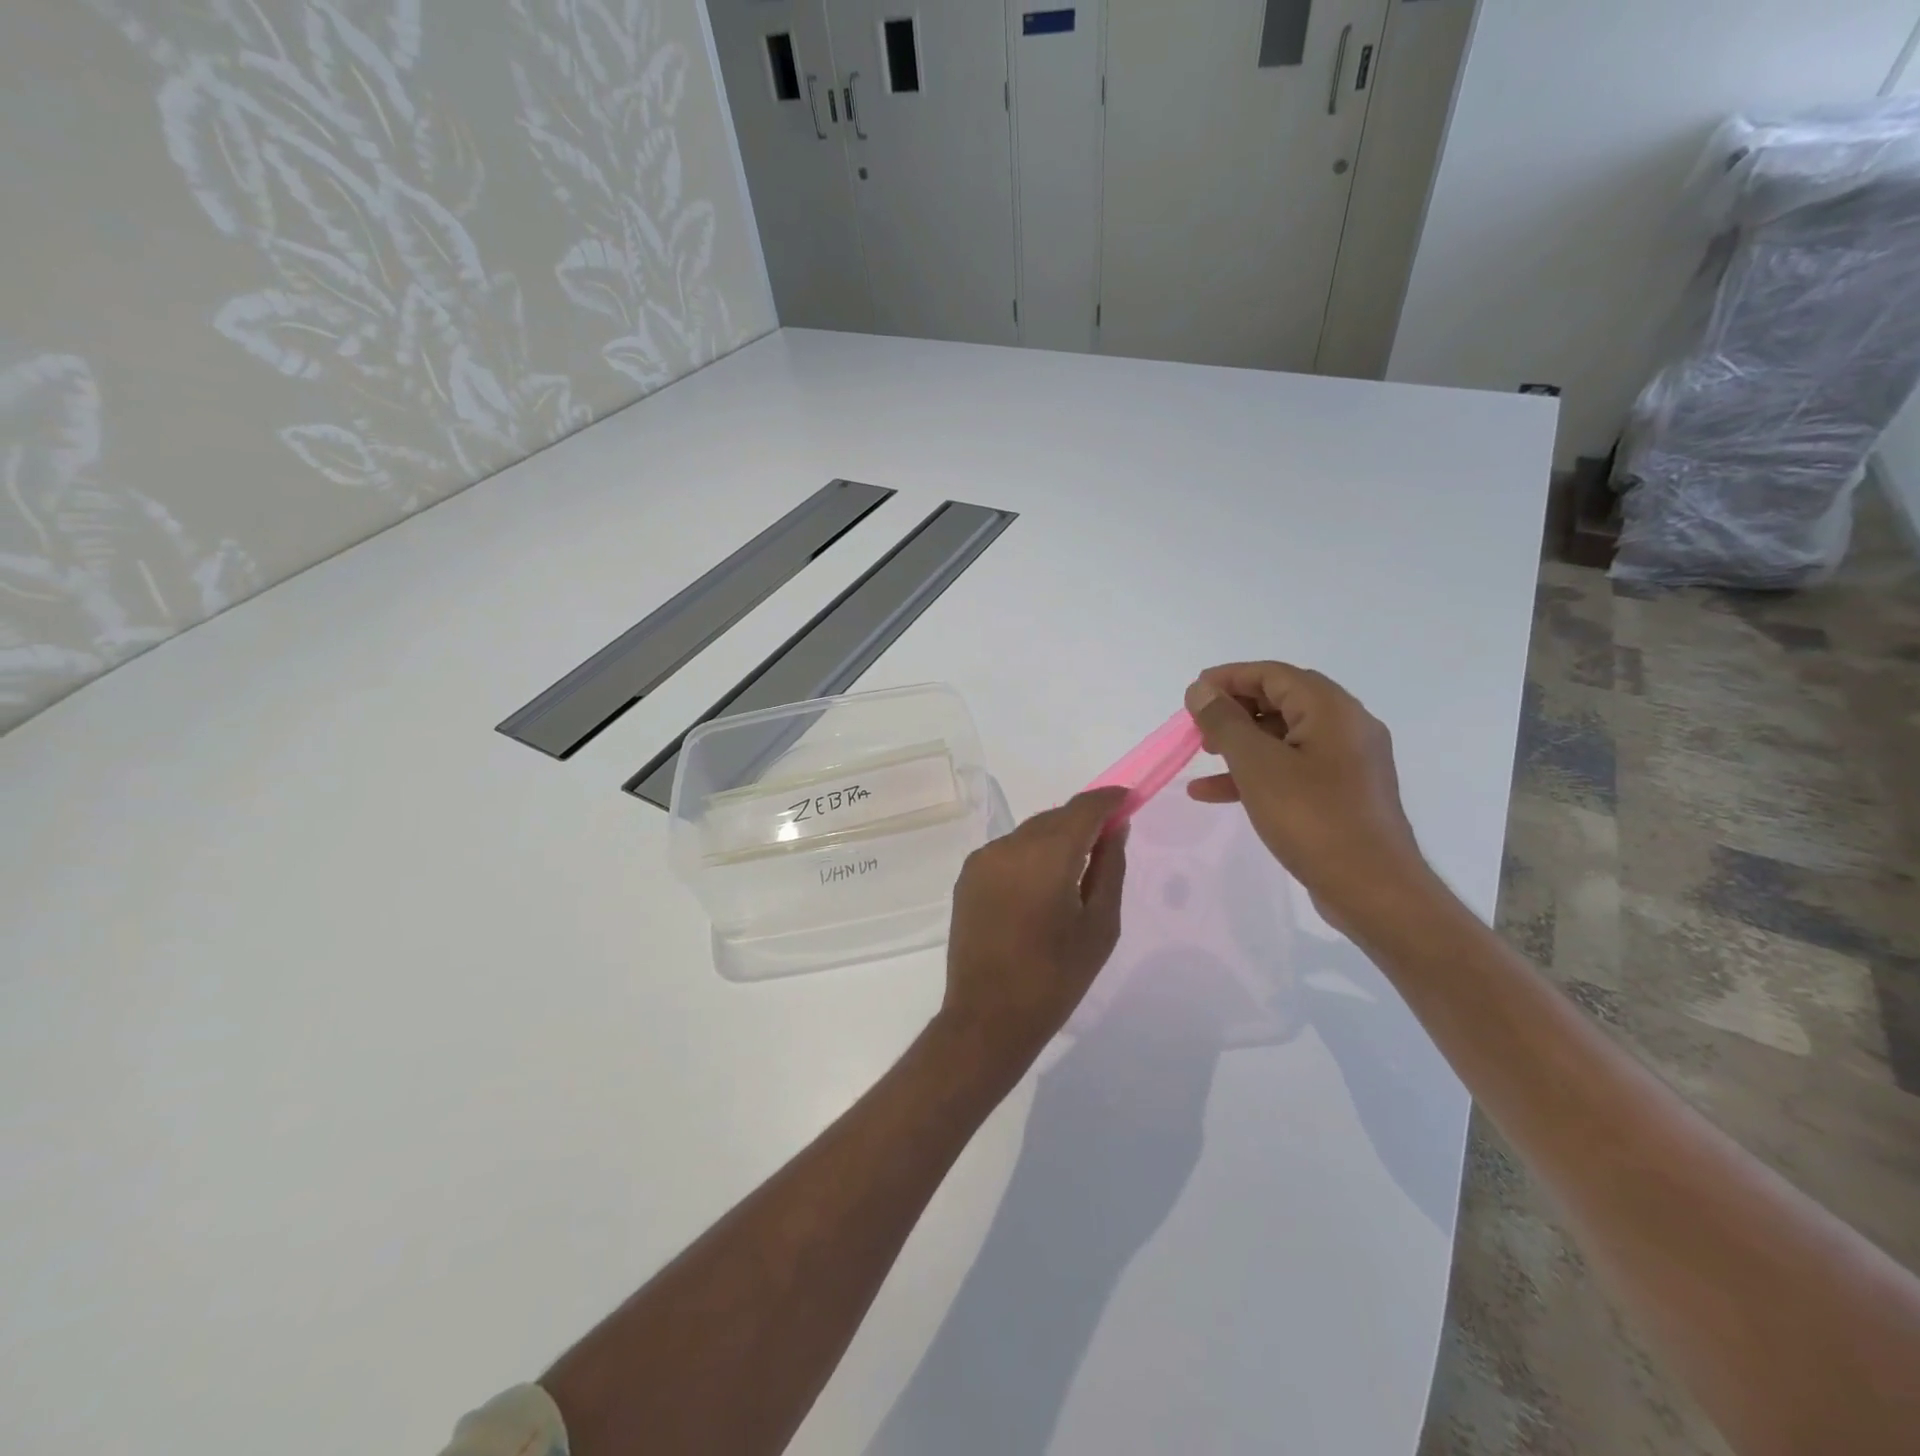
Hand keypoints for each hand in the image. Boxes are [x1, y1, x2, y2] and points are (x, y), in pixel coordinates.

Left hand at [940, 788, 1129, 1076]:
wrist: (988, 1017)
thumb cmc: (1055, 978)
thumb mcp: (1099, 926)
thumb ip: (1110, 868)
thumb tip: (1114, 829)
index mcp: (1047, 855)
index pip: (1083, 808)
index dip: (1109, 799)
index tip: (1129, 801)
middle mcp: (1009, 845)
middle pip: (1055, 817)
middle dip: (1083, 822)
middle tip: (1107, 843)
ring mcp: (983, 859)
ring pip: (1030, 833)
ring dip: (1055, 840)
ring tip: (1073, 873)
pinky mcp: (967, 876)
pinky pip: (1008, 851)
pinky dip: (1030, 856)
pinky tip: (1040, 888)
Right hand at [1184, 663, 1432, 933]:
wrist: (1372, 889)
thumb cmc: (1312, 818)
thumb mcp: (1257, 765)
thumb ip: (1224, 722)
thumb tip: (1201, 689)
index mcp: (1331, 709)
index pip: (1273, 674)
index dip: (1228, 678)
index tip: (1191, 695)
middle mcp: (1346, 726)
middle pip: (1280, 702)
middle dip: (1233, 711)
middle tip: (1196, 727)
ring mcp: (1347, 762)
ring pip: (1283, 738)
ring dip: (1239, 744)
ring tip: (1201, 758)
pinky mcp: (1342, 794)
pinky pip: (1292, 769)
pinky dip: (1255, 774)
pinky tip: (1215, 793)